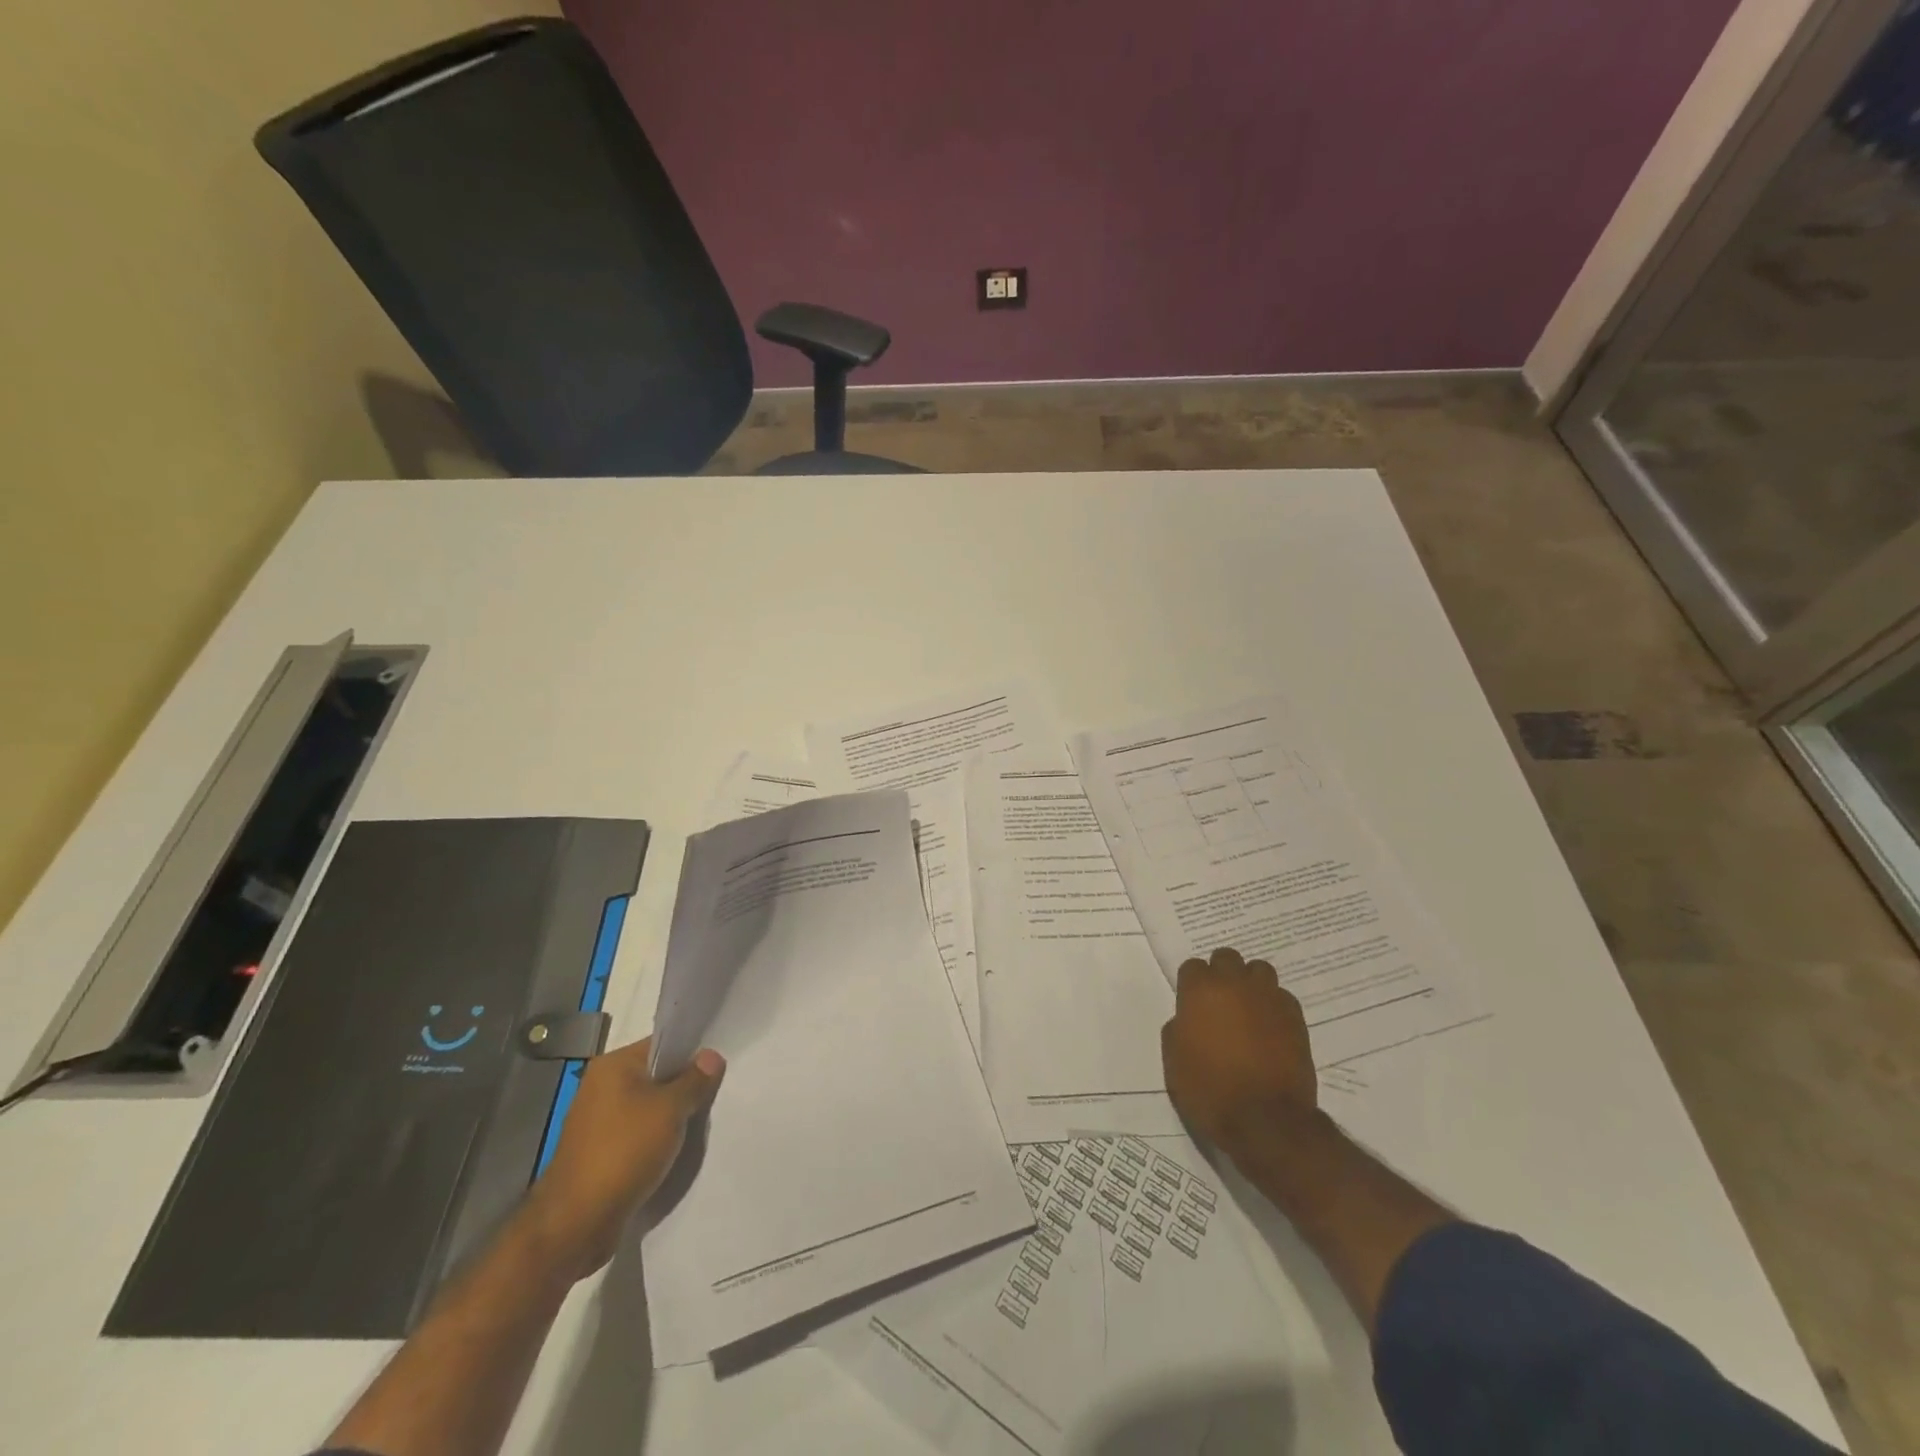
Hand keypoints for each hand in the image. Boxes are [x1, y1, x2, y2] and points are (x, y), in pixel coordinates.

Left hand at [519, 1035, 724, 1281]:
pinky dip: (658, 1138)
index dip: (692, 1051)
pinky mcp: (601, 1152)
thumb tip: (712, 1056)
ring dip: (673, 1116)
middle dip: (685, 1086)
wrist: (576, 1224)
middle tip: (717, 1094)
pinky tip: (679, 1149)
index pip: (661, 1044)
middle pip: (656, 1075)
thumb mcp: (669, 1110)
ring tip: (703, 1122)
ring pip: (649, 1107)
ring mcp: (599, 1121)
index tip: (719, 1064)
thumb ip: (694, 1080)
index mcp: (613, 1066)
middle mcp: (602, 1087)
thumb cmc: (623, 1152)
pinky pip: (639, 1133)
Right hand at [1162, 947, 1317, 1159]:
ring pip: (1259, 970)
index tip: (1192, 1004)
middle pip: (1227, 958)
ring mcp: (1268, 998)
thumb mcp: (1174, 1061)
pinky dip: (1273, 1005)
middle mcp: (1235, 984)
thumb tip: (1188, 1019)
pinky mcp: (1295, 1017)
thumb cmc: (1209, 1090)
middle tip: (1220, 1001)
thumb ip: (1178, 1028)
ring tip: (1248, 1009)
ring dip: (1251, 983)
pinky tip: (1270, 1028)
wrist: (1265, 1121)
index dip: (1192, 984)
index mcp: (1200, 991)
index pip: (1193, 966)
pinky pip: (1282, 997)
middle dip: (1222, 974)